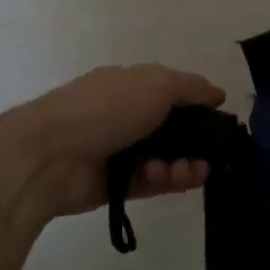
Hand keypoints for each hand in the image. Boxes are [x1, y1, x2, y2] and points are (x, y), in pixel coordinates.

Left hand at [0, 65, 226, 220]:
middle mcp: (126, 115)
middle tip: (210, 154)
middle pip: (173, 129)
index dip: (198, 103)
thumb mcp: (157, 85)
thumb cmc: (106, 109)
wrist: (49, 155)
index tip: (220, 118)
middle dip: (196, 141)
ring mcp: (120, 151)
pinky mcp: (115, 184)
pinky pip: (151, 183)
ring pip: (166, 158)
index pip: (173, 91)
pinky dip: (165, 181)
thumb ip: (191, 88)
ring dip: (183, 164)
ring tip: (186, 171)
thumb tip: (218, 93)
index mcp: (132, 85)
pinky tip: (170, 178)